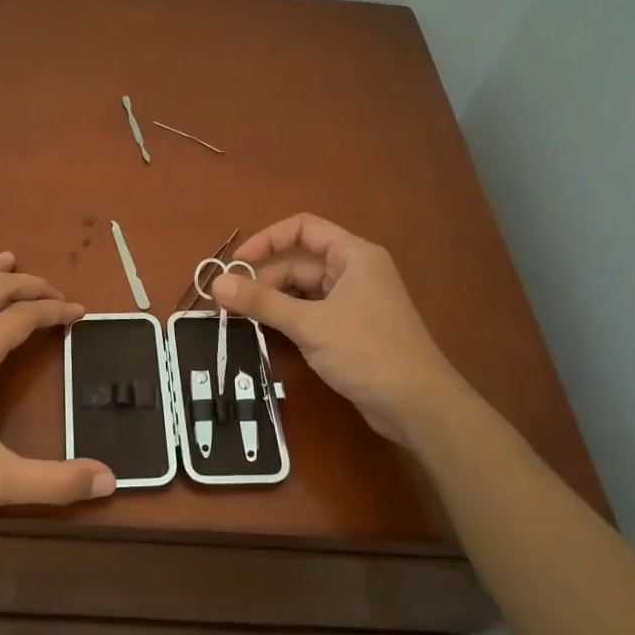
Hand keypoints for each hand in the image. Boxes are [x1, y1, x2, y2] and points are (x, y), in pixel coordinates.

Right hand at [210, 214, 466, 446]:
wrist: (418, 406)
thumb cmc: (367, 351)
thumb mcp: (309, 324)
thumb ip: (262, 302)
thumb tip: (216, 284)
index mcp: (354, 255)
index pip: (303, 228)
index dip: (267, 240)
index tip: (236, 263)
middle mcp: (355, 271)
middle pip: (300, 262)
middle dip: (265, 278)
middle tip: (229, 301)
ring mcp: (355, 301)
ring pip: (304, 289)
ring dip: (275, 300)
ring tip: (241, 316)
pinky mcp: (352, 329)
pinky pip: (313, 312)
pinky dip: (290, 317)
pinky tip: (268, 331)